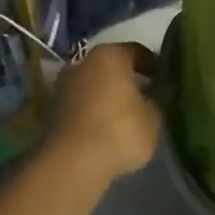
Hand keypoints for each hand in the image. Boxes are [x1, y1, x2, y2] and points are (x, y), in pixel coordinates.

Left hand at [46, 42, 161, 180]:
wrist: (71, 163)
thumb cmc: (120, 130)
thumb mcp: (153, 118)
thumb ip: (157, 101)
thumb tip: (156, 94)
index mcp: (110, 55)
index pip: (137, 51)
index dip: (152, 65)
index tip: (162, 78)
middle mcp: (83, 62)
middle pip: (111, 66)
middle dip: (126, 79)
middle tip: (144, 95)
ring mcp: (63, 85)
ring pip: (93, 84)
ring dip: (107, 95)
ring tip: (124, 115)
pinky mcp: (51, 110)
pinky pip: (81, 103)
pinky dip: (93, 111)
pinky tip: (105, 128)